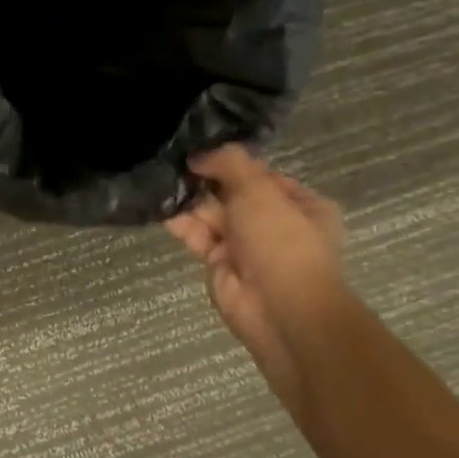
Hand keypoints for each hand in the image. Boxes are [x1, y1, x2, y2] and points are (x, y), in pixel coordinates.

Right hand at [165, 146, 345, 404]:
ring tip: (159, 178)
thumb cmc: (281, 241)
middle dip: (205, 180)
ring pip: (212, 215)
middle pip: (233, 194)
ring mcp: (246, 245)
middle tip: (172, 161)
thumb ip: (229, 164)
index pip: (261, 174)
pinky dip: (179, 222)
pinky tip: (158, 205)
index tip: (199, 149)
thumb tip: (198, 154)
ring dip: (189, 200)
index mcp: (300, 204)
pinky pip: (196, 236)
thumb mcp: (259, 190)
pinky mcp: (219, 263)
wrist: (280, 308)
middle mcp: (274, 222)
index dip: (232, 162)